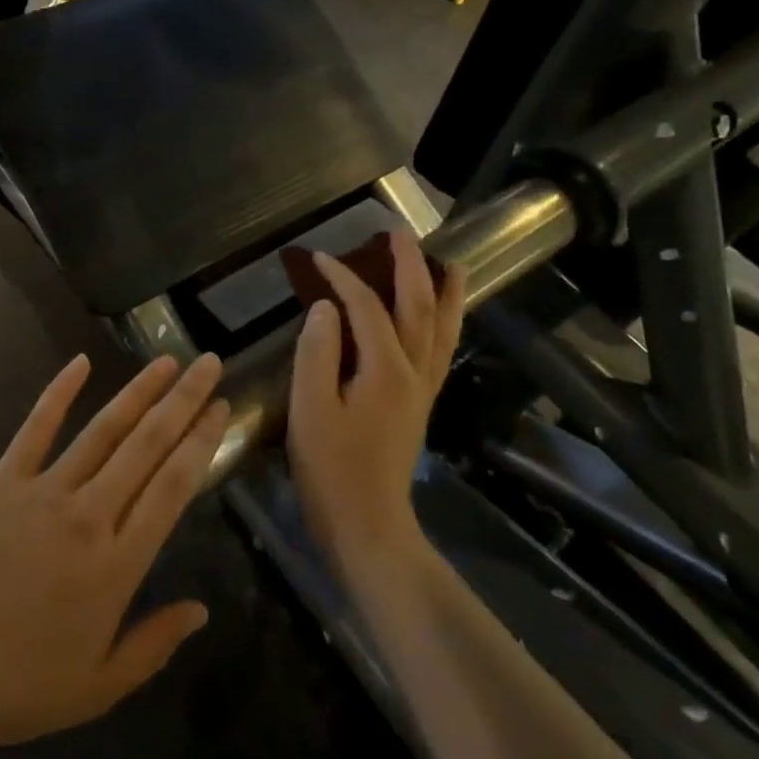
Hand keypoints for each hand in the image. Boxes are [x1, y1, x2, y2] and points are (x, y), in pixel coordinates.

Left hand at [0, 353, 228, 751]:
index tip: (222, 408)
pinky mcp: (1, 483)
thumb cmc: (17, 688)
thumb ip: (155, 644)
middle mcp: (90, 516)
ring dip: (139, 392)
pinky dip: (58, 393)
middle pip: (147, 445)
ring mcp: (44, 493)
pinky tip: (80, 362)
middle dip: (184, 401)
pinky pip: (35, 429)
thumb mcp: (99, 687)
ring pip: (103, 430)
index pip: (174, 486)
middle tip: (209, 363)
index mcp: (119, 564)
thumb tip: (202, 609)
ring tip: (167, 361)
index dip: (202, 442)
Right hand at [286, 230, 465, 574]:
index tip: (317, 257)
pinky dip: (448, 322)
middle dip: (409, 265)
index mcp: (385, 369)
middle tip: (397, 232)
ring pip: (442, 327)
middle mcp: (414, 371)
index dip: (342, 278)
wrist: (368, 526)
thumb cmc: (331, 469)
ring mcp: (423, 389)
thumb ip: (316, 352)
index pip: (366, 306)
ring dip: (443, 290)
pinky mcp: (421, 404)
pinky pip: (441, 349)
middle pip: (418, 305)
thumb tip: (325, 307)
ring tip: (448, 261)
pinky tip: (443, 315)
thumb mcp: (310, 409)